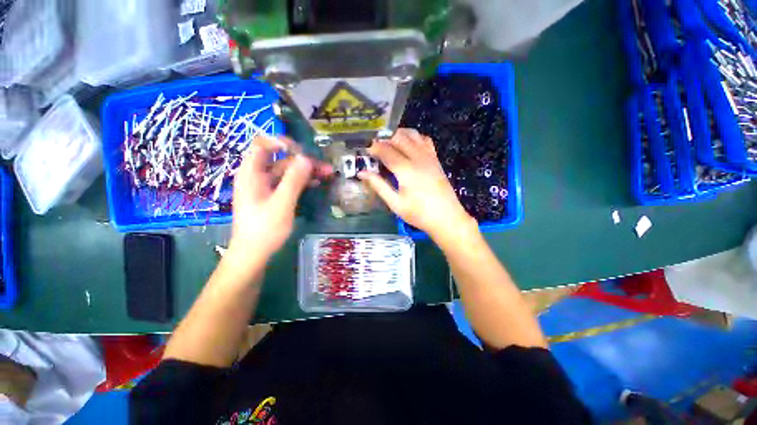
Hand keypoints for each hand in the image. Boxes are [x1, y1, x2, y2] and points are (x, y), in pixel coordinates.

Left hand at [229, 136, 331, 264]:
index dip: (281, 143)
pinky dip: (302, 182)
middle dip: (304, 162)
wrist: (254, 253)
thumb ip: (294, 180)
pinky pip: (289, 184)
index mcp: (252, 173)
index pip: (263, 145)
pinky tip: (317, 184)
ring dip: (307, 172)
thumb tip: (306, 158)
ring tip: (327, 175)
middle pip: (281, 160)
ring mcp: (266, 187)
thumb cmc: (264, 229)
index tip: (302, 150)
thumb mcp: (282, 203)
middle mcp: (258, 176)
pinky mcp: (273, 197)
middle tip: (326, 167)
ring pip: (288, 173)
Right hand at [358, 128, 475, 240]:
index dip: (374, 148)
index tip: (366, 151)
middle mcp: (418, 158)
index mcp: (406, 170)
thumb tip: (362, 173)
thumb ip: (379, 185)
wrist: (447, 218)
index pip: (386, 150)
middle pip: (399, 138)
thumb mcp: (395, 203)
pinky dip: (414, 138)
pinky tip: (408, 146)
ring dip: (399, 135)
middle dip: (385, 139)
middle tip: (376, 148)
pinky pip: (424, 140)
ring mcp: (429, 157)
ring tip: (389, 144)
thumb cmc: (419, 214)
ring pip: (413, 134)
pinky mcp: (436, 159)